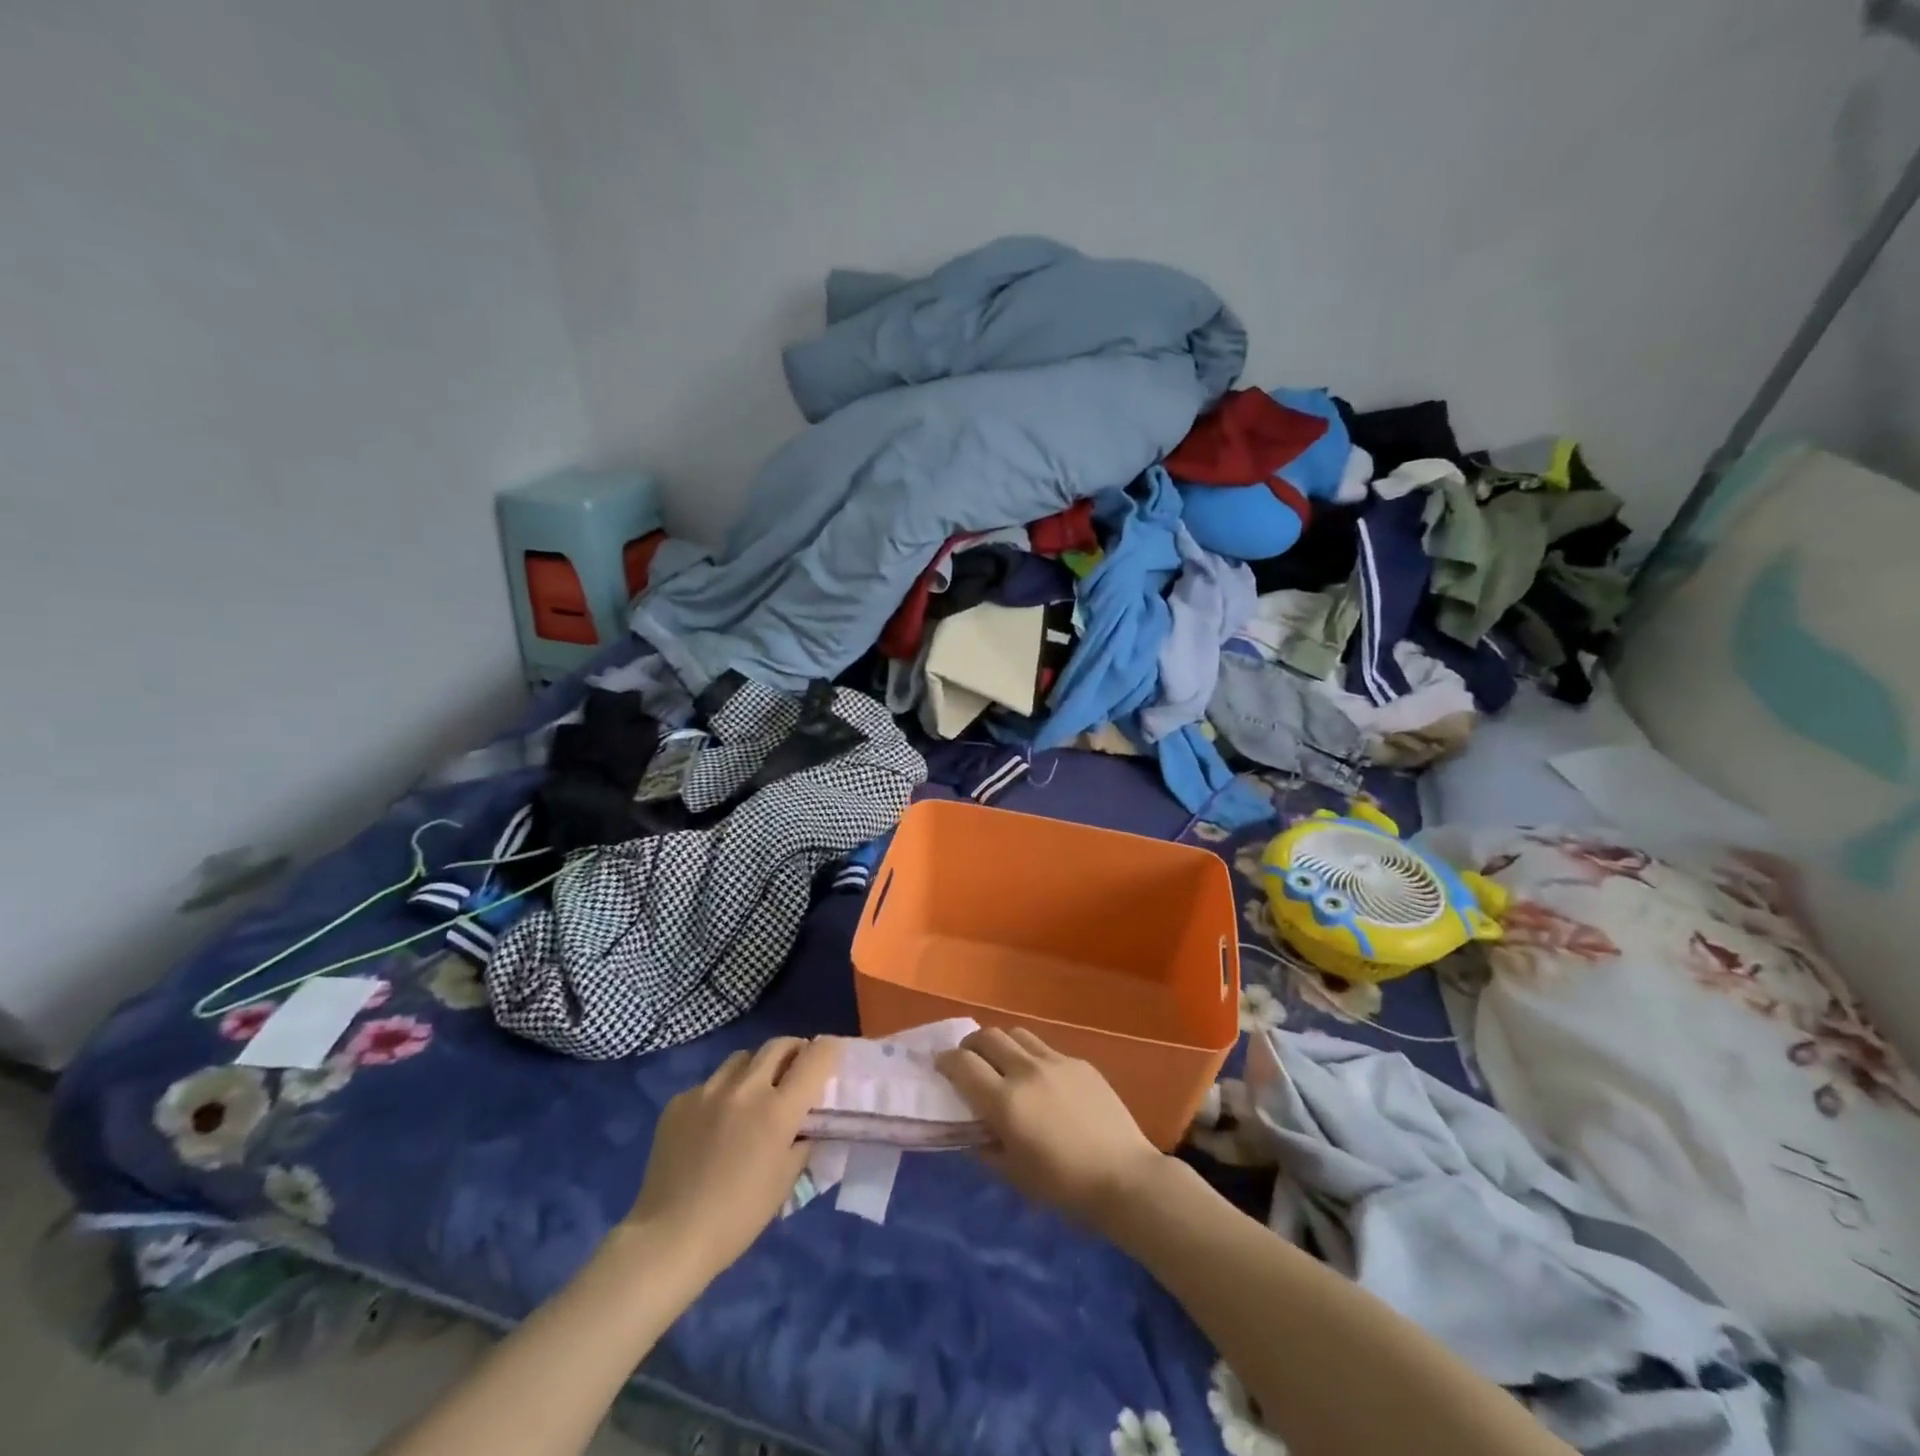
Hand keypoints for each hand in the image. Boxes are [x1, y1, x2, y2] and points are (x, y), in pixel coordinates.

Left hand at [624, 1037, 838, 1283]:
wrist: (669, 1238)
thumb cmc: (738, 1217)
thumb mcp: (786, 1181)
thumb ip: (803, 1141)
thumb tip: (806, 1123)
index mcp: (778, 1110)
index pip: (816, 1056)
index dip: (828, 1051)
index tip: (830, 1058)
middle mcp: (746, 1089)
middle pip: (779, 1045)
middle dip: (794, 1051)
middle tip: (795, 1070)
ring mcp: (708, 1091)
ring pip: (742, 1058)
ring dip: (756, 1068)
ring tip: (753, 1094)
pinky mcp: (679, 1101)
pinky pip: (710, 1083)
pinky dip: (721, 1094)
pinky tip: (713, 1124)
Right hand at [936, 1027, 1166, 1229]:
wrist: (1124, 1178)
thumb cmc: (1063, 1187)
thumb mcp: (1013, 1174)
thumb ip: (984, 1146)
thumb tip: (970, 1128)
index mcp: (1005, 1102)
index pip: (962, 1064)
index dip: (945, 1061)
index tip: (940, 1068)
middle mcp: (1026, 1071)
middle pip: (987, 1037)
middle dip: (970, 1045)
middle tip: (968, 1062)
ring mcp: (1055, 1061)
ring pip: (1016, 1033)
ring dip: (1001, 1044)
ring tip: (1002, 1063)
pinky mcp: (1079, 1062)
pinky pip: (1045, 1048)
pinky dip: (1030, 1056)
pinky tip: (1040, 1080)